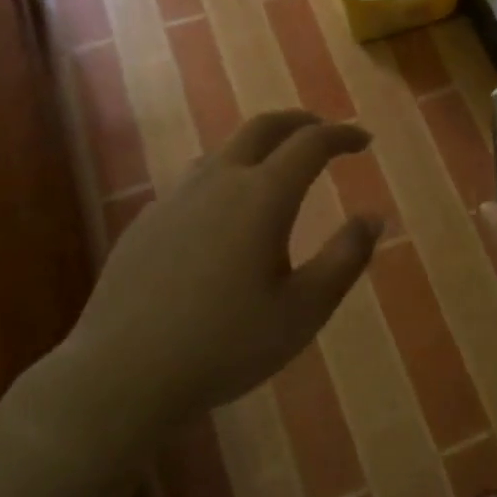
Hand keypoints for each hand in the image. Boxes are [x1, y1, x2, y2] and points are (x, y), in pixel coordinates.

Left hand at [57, 111, 381, 435]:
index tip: (363, 140)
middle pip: (263, 127)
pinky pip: (195, 180)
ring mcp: (176, 197)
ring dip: (259, 147)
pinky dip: (225, 176)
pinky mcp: (147, 220)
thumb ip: (345, 258)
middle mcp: (218, 181)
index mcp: (262, 196)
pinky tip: (223, 214)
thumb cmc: (226, 344)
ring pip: (224, 150)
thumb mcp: (303, 310)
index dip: (342, 135)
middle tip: (323, 132)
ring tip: (277, 169)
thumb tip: (374, 217)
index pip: (311, 144)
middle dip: (299, 122)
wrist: (123, 373)